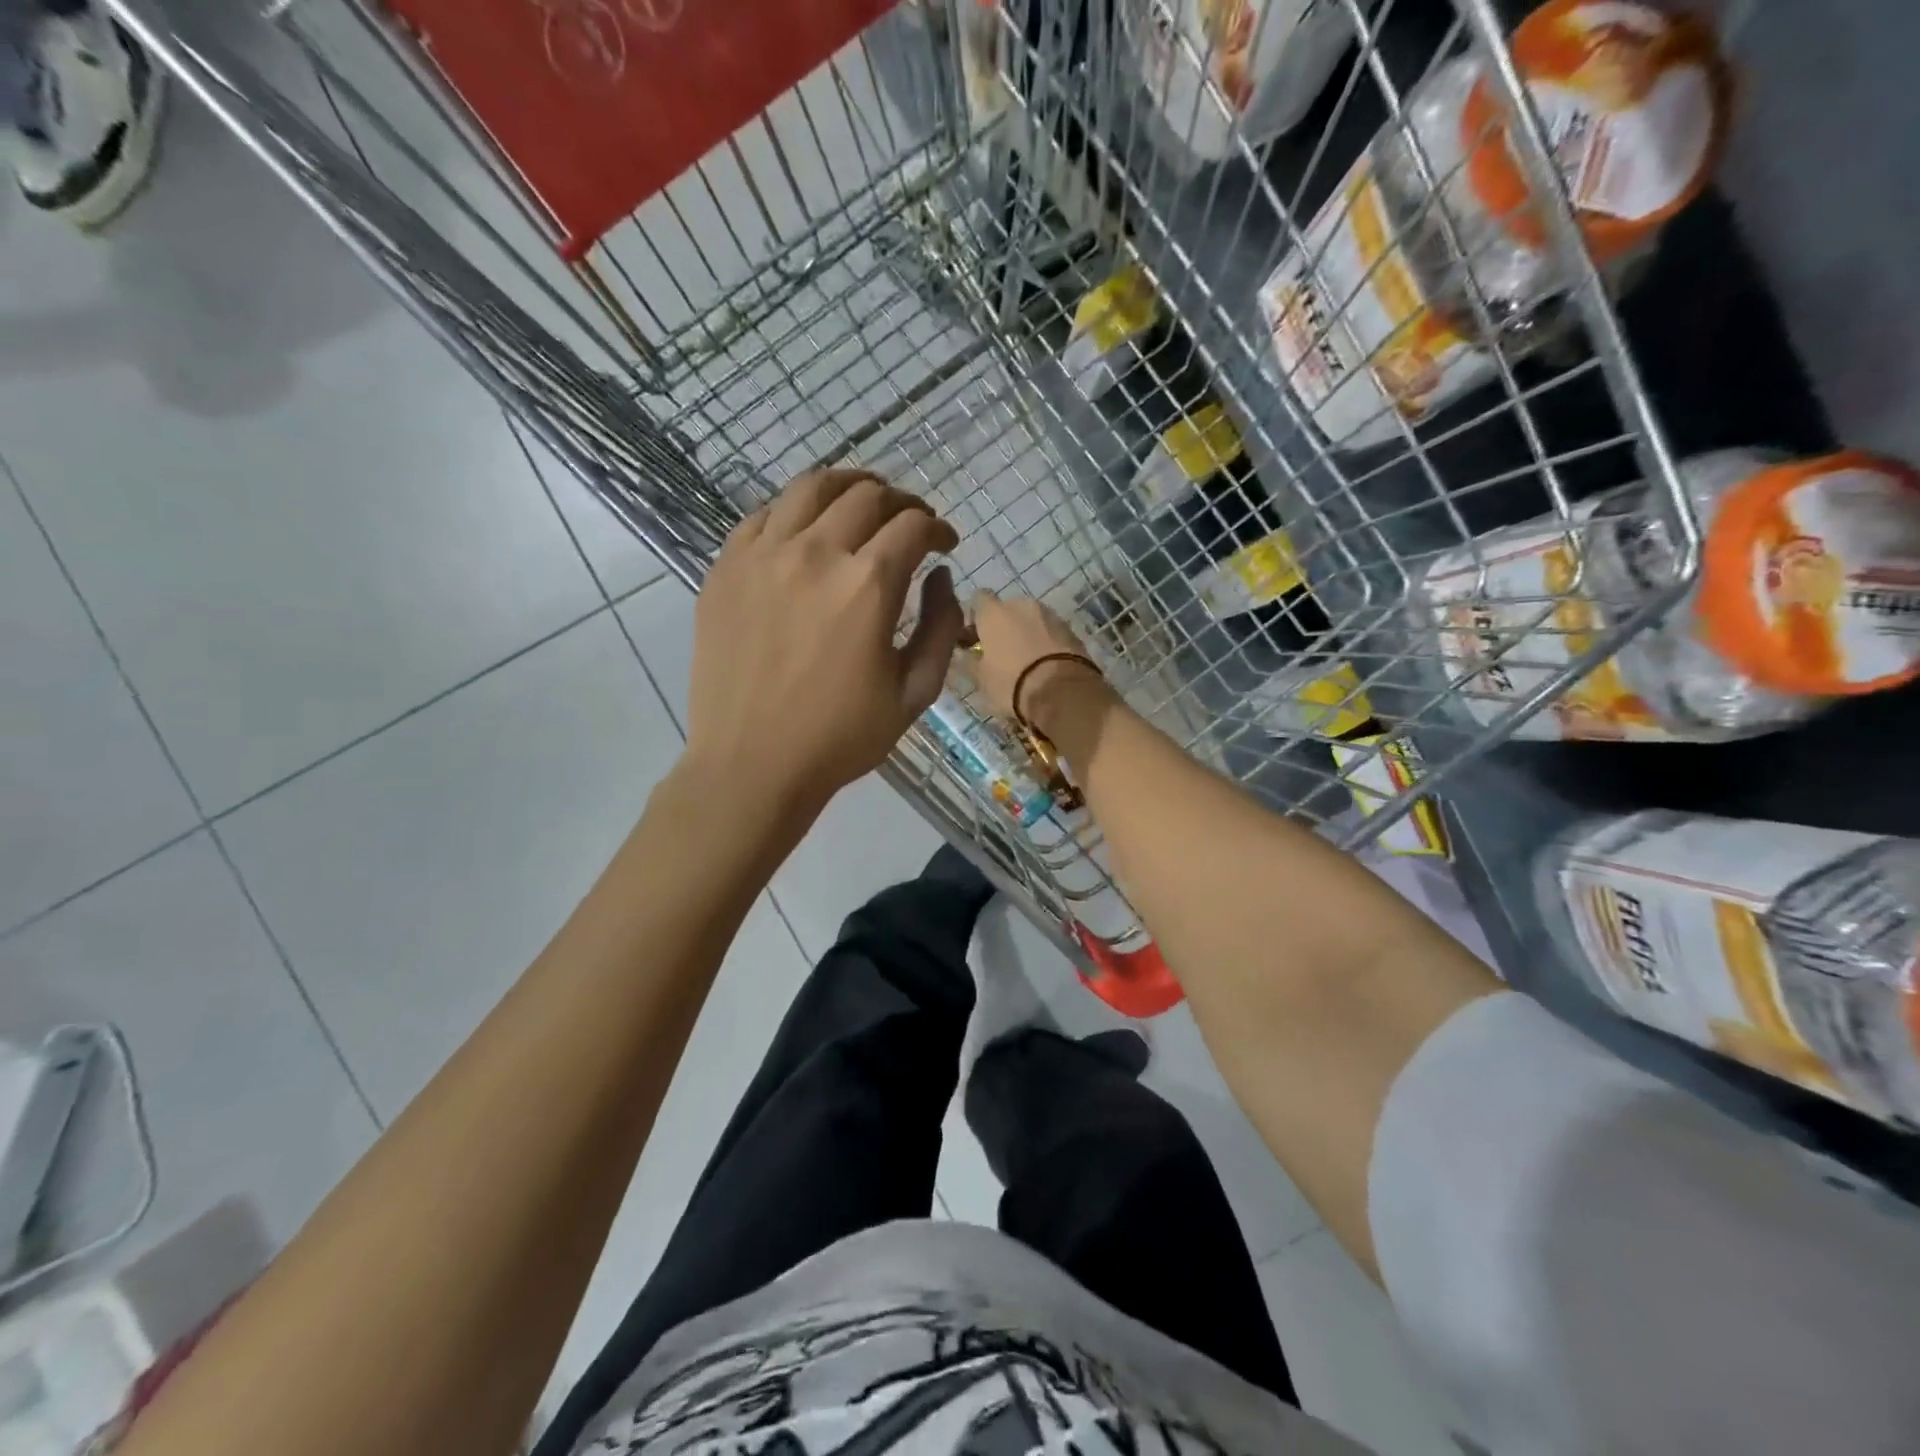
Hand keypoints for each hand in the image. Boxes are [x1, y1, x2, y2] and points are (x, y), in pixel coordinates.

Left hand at [685, 469, 963, 814]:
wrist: (751, 764)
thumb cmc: (840, 737)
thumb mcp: (914, 693)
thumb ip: (941, 628)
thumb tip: (943, 578)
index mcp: (868, 586)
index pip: (913, 526)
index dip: (938, 528)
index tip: (945, 544)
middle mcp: (815, 554)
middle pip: (867, 495)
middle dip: (901, 502)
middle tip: (910, 522)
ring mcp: (762, 555)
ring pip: (811, 488)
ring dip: (848, 487)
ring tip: (862, 503)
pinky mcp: (725, 568)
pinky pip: (763, 515)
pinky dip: (795, 510)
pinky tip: (805, 531)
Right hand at [969, 591, 1102, 729]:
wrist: (1062, 692)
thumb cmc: (1011, 683)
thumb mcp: (981, 679)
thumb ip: (968, 662)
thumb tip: (963, 654)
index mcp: (994, 613)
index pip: (978, 599)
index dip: (975, 617)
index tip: (974, 638)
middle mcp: (1022, 605)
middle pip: (1007, 609)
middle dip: (1003, 626)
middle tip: (1000, 652)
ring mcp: (1050, 615)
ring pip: (1031, 620)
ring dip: (1025, 633)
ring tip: (1025, 661)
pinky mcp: (1071, 630)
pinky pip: (1050, 632)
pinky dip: (1045, 642)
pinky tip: (1044, 664)